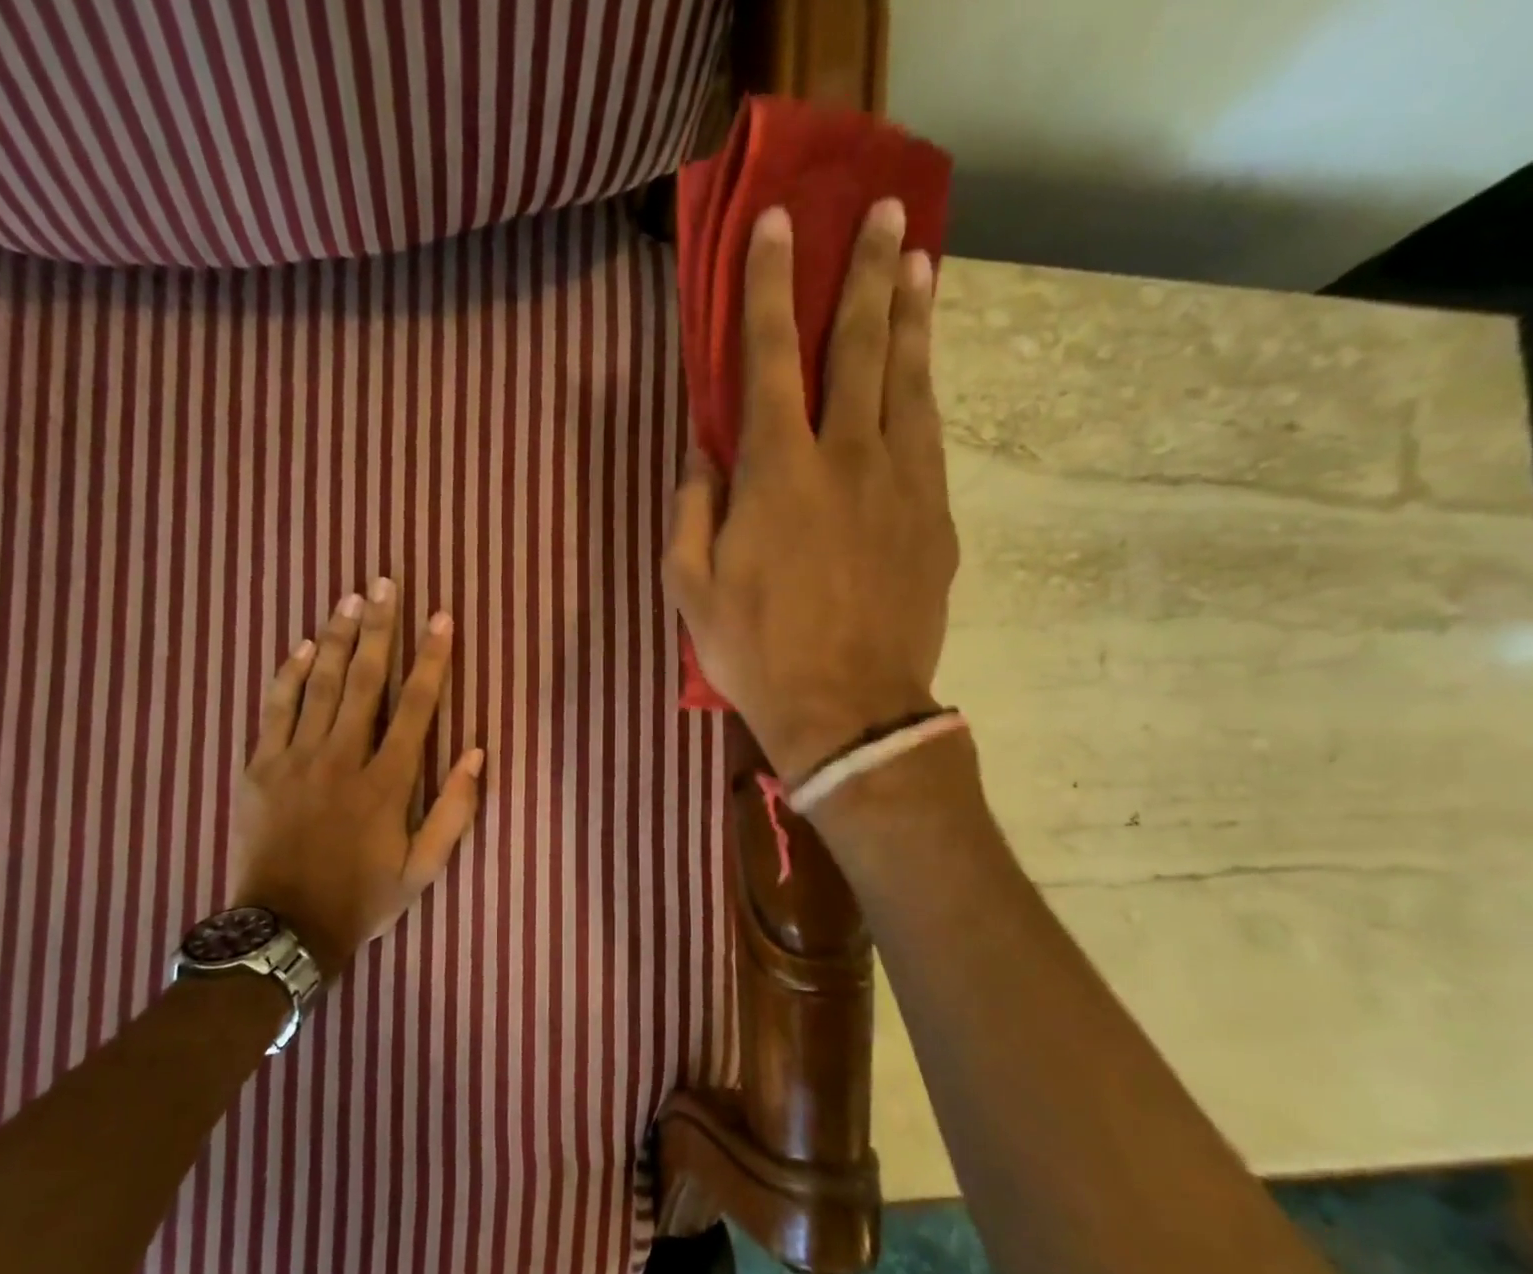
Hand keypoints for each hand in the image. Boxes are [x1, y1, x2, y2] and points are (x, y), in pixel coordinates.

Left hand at [230, 579, 483, 978]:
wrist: (283, 929)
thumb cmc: (362, 898)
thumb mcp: (423, 869)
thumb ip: (453, 811)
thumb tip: (477, 754)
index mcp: (386, 782)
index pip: (416, 707)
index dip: (431, 659)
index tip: (441, 618)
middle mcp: (342, 759)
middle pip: (363, 680)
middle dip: (378, 628)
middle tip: (385, 583)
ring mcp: (295, 760)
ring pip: (318, 685)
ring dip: (334, 638)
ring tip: (349, 599)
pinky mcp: (259, 768)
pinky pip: (274, 710)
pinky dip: (287, 676)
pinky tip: (298, 646)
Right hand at [664, 199, 957, 782]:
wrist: (847, 709)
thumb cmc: (755, 652)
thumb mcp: (690, 589)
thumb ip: (691, 511)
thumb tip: (702, 454)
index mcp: (777, 472)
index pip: (770, 357)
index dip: (769, 286)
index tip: (775, 225)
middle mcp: (846, 457)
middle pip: (860, 346)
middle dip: (865, 273)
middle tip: (880, 213)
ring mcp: (901, 484)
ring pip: (910, 380)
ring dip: (911, 316)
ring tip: (917, 264)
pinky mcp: (934, 518)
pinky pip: (930, 436)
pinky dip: (926, 390)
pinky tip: (925, 371)